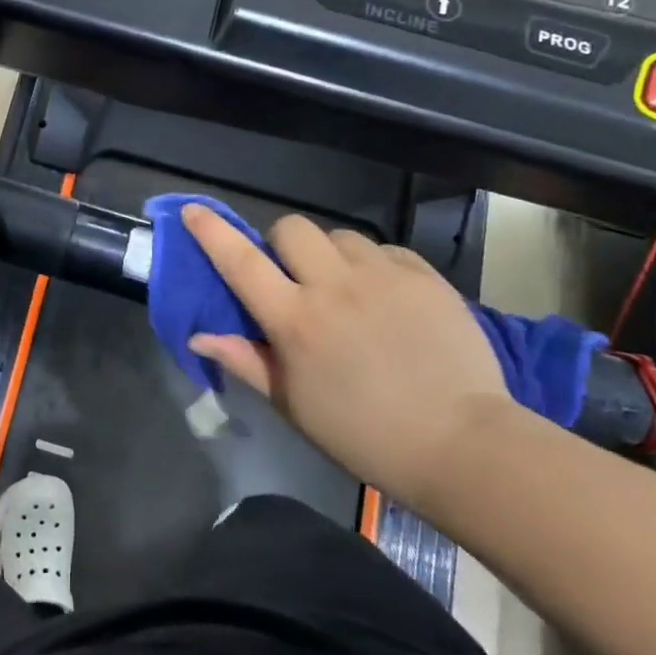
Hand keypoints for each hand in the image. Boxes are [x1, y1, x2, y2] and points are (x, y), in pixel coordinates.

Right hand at [182, 207, 511, 509]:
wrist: (462, 444)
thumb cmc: (364, 434)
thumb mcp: (294, 406)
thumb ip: (246, 362)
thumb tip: (199, 336)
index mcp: (295, 320)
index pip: (240, 262)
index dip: (212, 232)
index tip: (194, 210)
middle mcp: (334, 286)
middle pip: (292, 228)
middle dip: (282, 244)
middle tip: (292, 276)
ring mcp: (384, 276)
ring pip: (340, 236)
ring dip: (330, 255)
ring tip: (346, 289)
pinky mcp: (425, 276)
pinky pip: (385, 249)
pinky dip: (373, 265)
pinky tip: (385, 297)